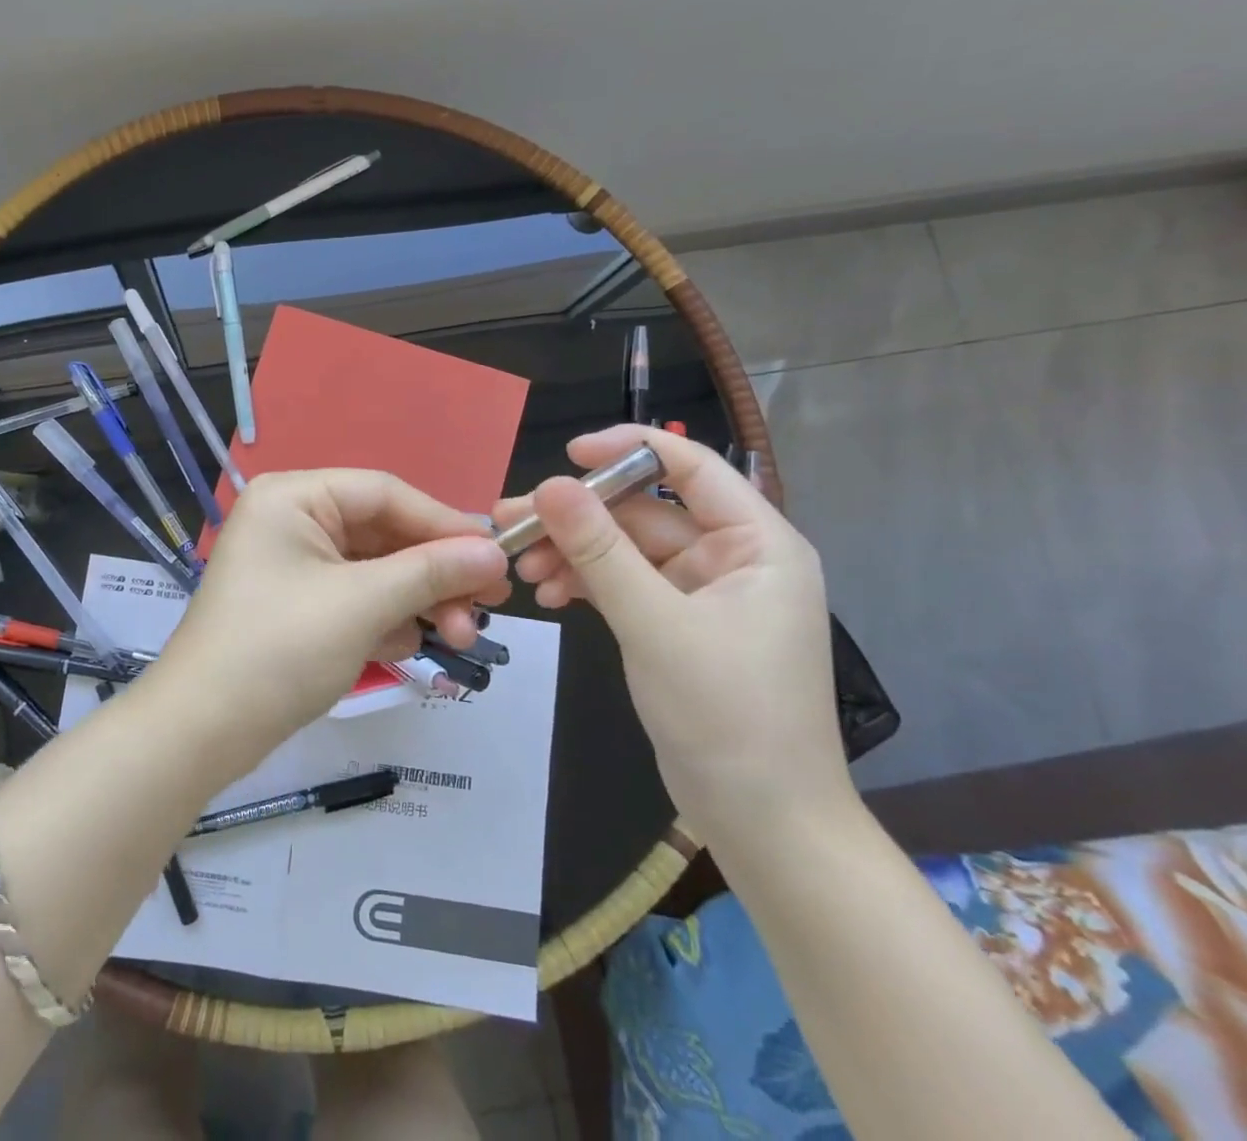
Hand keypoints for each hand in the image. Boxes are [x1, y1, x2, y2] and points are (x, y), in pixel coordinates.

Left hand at [154, 470, 510, 753]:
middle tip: (487, 608)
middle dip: (434, 574)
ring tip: (458, 638)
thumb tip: (495, 553)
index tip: (497, 556)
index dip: (444, 523)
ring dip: (417, 602)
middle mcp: (292, 520)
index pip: (385, 493)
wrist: (201, 732)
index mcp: (294, 497)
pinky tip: (405, 648)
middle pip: (383, 533)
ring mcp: (293, 565)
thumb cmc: (279, 649)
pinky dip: (385, 620)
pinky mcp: (297, 606)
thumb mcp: (363, 604)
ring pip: (375, 570)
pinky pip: (356, 599)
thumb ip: (431, 572)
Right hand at [493, 426, 851, 849]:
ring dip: (573, 553)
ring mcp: (703, 594)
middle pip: (643, 512)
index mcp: (756, 543)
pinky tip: (548, 596)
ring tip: (520, 567)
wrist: (763, 824)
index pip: (690, 467)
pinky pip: (624, 585)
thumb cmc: (727, 716)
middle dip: (577, 518)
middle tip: (510, 522)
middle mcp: (732, 558)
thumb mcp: (655, 624)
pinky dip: (586, 585)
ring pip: (625, 550)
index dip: (627, 449)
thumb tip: (550, 484)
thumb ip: (600, 551)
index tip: (563, 455)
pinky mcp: (677, 625)